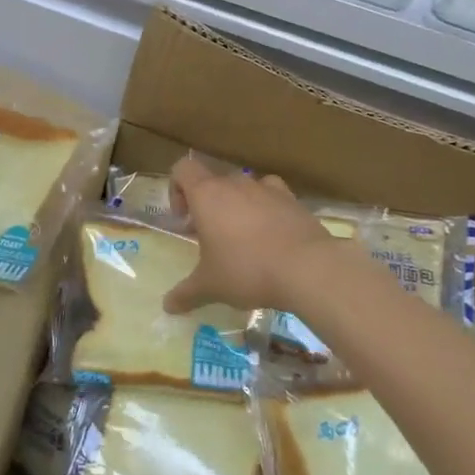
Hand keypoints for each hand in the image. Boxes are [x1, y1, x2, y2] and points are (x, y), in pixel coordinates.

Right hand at [162, 157, 341, 313]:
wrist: (307, 268)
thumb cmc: (246, 270)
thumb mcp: (210, 286)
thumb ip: (186, 293)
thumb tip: (167, 306)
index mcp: (208, 195)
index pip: (183, 168)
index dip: (177, 189)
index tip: (184, 220)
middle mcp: (236, 183)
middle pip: (213, 181)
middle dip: (208, 206)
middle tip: (210, 238)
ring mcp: (268, 188)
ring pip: (244, 188)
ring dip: (237, 207)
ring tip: (242, 239)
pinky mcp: (293, 200)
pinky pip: (272, 197)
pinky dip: (267, 210)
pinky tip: (271, 236)